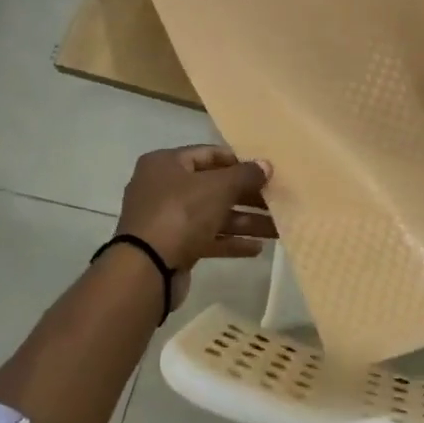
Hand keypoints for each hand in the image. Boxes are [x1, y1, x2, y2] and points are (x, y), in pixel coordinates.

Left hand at [114, 146, 275, 305]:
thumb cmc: (180, 214)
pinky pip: (207, 238)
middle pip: (214, 187)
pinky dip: (230, 241)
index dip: (239, 162)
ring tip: (277, 229)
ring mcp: (167, 219)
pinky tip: (257, 248)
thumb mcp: (217, 188)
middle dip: (248, 197)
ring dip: (245, 221)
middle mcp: (163, 187)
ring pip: (213, 215)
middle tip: (277, 202)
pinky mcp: (173, 247)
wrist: (146, 268)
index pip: (209, 154)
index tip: (266, 172)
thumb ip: (245, 175)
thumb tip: (266, 165)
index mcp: (166, 163)